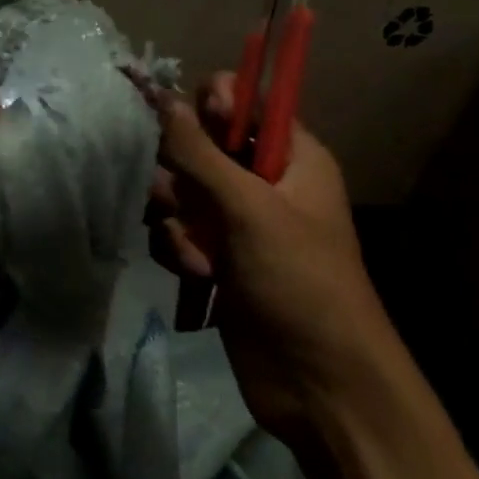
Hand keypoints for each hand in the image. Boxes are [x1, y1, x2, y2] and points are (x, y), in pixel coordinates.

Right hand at [148, 74, 392, 439]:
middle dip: (181, 174)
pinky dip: (179, 251)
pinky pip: (177, 233)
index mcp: (291, 156)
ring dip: (178, 220)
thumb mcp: (249, 208)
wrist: (318, 384)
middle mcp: (262, 182)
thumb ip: (198, 151)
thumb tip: (159, 94)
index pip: (242, 103)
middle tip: (184, 200)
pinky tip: (195, 276)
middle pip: (199, 147)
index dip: (209, 108)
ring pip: (180, 193)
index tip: (185, 131)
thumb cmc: (299, 282)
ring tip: (196, 254)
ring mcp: (236, 223)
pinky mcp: (216, 260)